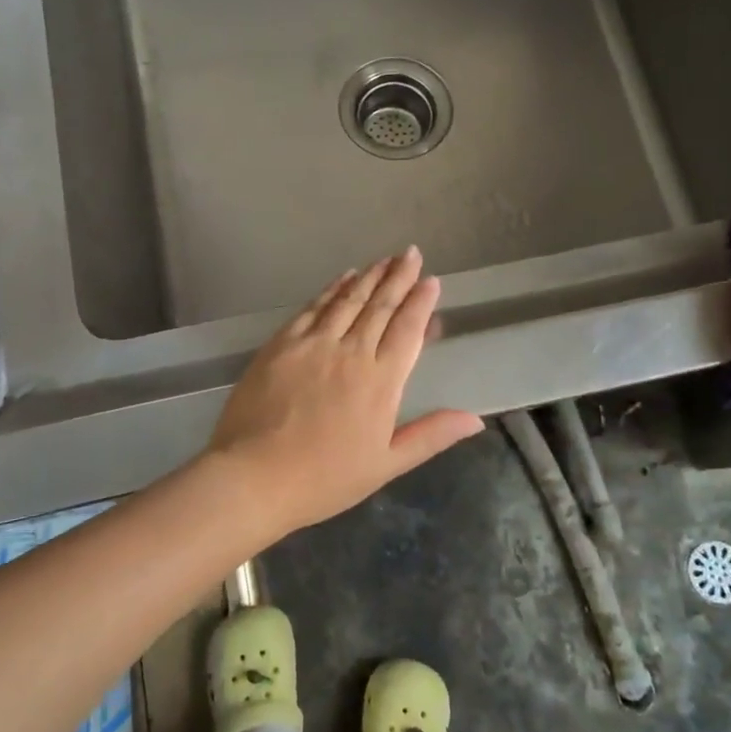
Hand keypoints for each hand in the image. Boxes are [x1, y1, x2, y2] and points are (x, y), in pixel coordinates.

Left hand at [206, 247, 483, 537]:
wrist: (254, 476)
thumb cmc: (325, 478)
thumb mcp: (386, 464)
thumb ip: (431, 435)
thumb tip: (476, 419)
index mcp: (381, 381)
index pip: (407, 330)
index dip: (421, 302)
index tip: (431, 279)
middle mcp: (351, 352)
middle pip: (380, 306)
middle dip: (398, 277)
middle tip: (410, 253)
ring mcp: (313, 344)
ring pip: (348, 300)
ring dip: (369, 276)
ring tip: (385, 259)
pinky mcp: (282, 343)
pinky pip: (313, 308)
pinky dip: (332, 289)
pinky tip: (343, 278)